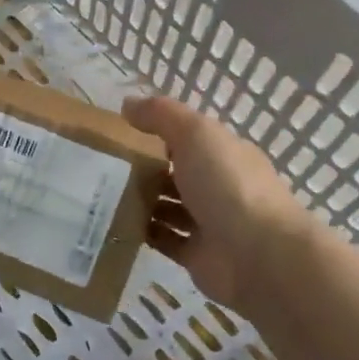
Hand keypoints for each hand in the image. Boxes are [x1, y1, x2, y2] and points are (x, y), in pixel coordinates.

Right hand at [122, 95, 315, 316]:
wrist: (258, 256)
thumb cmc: (228, 185)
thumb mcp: (196, 134)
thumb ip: (162, 115)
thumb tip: (127, 103)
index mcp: (224, 154)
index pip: (189, 139)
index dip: (158, 133)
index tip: (120, 132)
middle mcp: (219, 187)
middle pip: (176, 174)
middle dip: (143, 170)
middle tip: (101, 166)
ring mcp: (208, 223)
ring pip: (168, 208)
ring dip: (140, 202)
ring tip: (100, 195)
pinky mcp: (195, 255)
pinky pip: (163, 240)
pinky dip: (142, 233)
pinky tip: (113, 225)